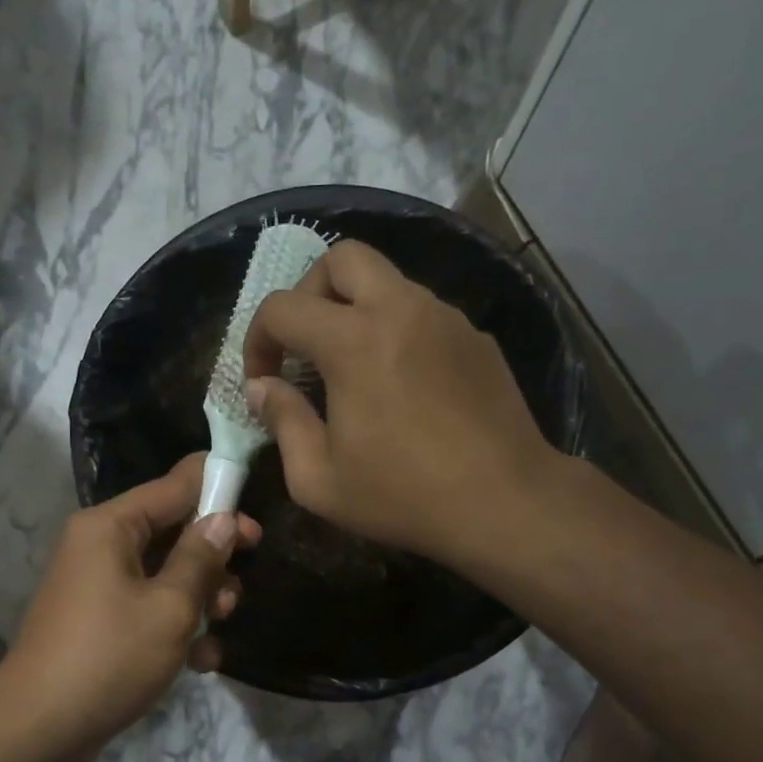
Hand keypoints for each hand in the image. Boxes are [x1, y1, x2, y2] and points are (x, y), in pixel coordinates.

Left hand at [0, 454, 259, 759]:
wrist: (39, 730)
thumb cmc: (109, 658)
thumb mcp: (169, 607)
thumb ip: (201, 558)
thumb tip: (224, 519)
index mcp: (110, 526)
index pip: (174, 485)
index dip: (218, 491)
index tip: (257, 512)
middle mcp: (100, 545)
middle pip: (172, 530)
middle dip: (212, 558)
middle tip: (243, 581)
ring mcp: (98, 584)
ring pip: (165, 573)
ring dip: (200, 597)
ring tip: (220, 625)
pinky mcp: (101, 620)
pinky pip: (148, 606)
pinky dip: (176, 626)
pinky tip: (200, 662)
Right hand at [243, 239, 561, 566]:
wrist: (505, 504)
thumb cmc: (402, 496)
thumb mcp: (319, 479)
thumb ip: (283, 423)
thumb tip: (262, 389)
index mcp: (354, 342)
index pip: (283, 307)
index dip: (257, 339)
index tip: (262, 379)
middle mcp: (402, 310)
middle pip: (343, 258)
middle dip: (309, 291)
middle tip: (305, 344)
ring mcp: (446, 319)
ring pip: (388, 282)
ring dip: (355, 310)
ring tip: (352, 371)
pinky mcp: (476, 338)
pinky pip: (422, 314)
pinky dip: (396, 332)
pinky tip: (401, 386)